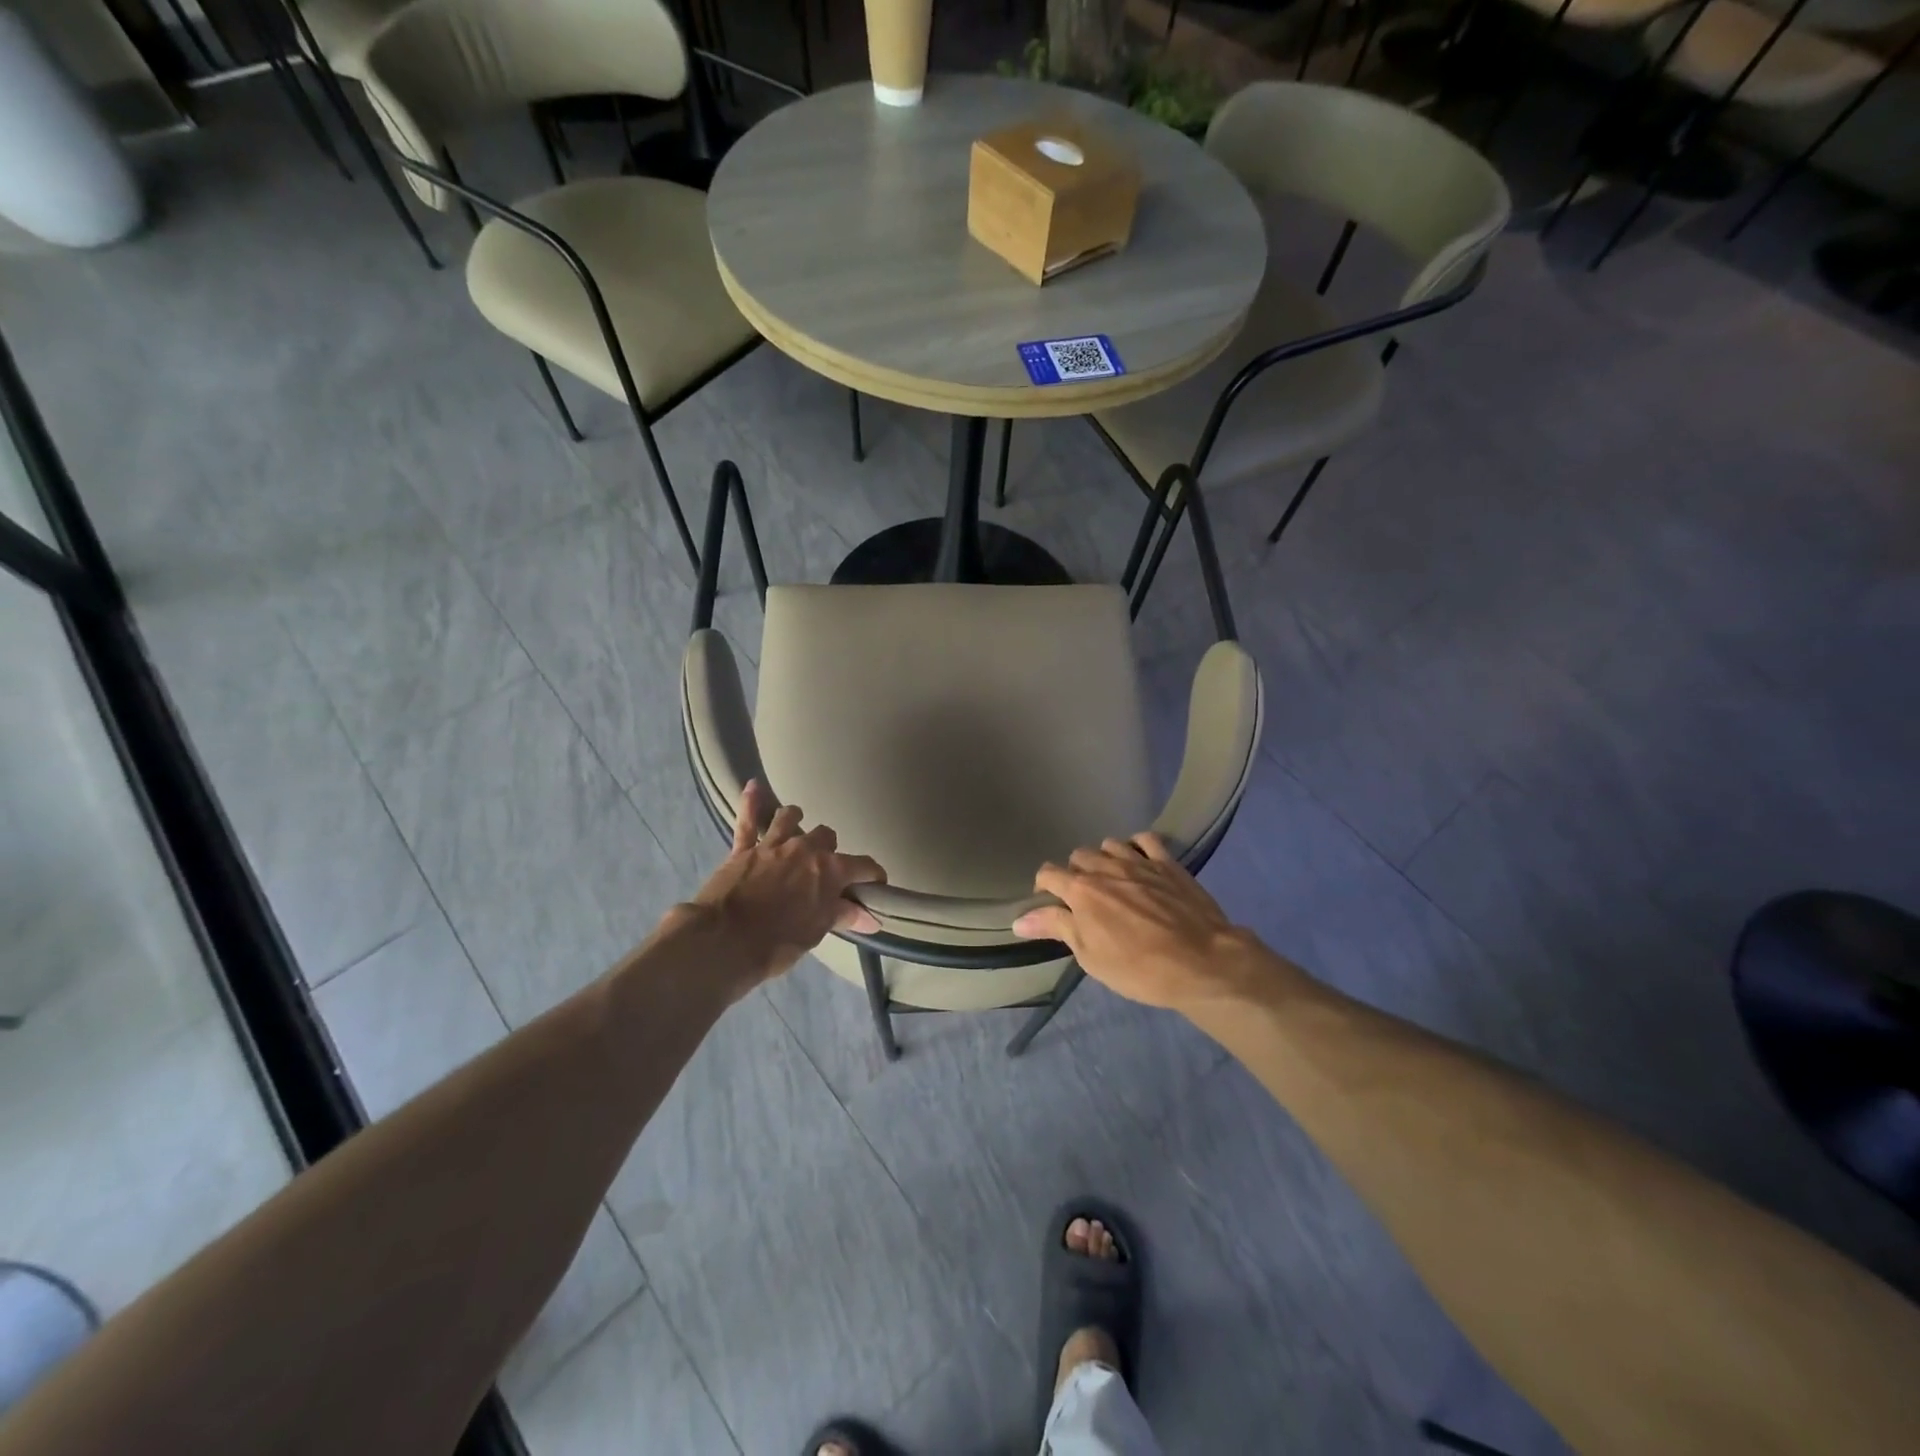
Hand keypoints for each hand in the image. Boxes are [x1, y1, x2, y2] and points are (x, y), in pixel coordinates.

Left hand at [686, 780, 886, 991]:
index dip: (873, 875)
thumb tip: (872, 918)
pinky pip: (746, 819)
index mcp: (830, 870)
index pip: (863, 866)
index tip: (875, 885)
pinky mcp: (742, 848)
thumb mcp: (816, 932)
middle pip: (826, 836)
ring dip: (796, 821)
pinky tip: (753, 786)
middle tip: (825, 869)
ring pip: (790, 818)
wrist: (723, 941)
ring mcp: (772, 844)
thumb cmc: (777, 942)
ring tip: (797, 829)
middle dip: (829, 849)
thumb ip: (843, 916)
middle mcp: (805, 848)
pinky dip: (751, 802)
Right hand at [1012, 834, 1280, 1012]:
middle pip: (1078, 857)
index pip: (1048, 875)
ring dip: (1104, 859)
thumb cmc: (1140, 969)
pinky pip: (1145, 839)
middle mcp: (1105, 868)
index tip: (1051, 906)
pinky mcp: (1167, 863)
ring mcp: (1138, 862)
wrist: (1203, 963)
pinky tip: (1139, 861)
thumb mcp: (1091, 956)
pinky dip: (1137, 846)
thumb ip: (1056, 928)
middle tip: (1086, 900)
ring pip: (1108, 845)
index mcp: (1082, 891)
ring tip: (1113, 881)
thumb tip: (1019, 919)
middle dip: (1075, 874)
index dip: (1044, 888)